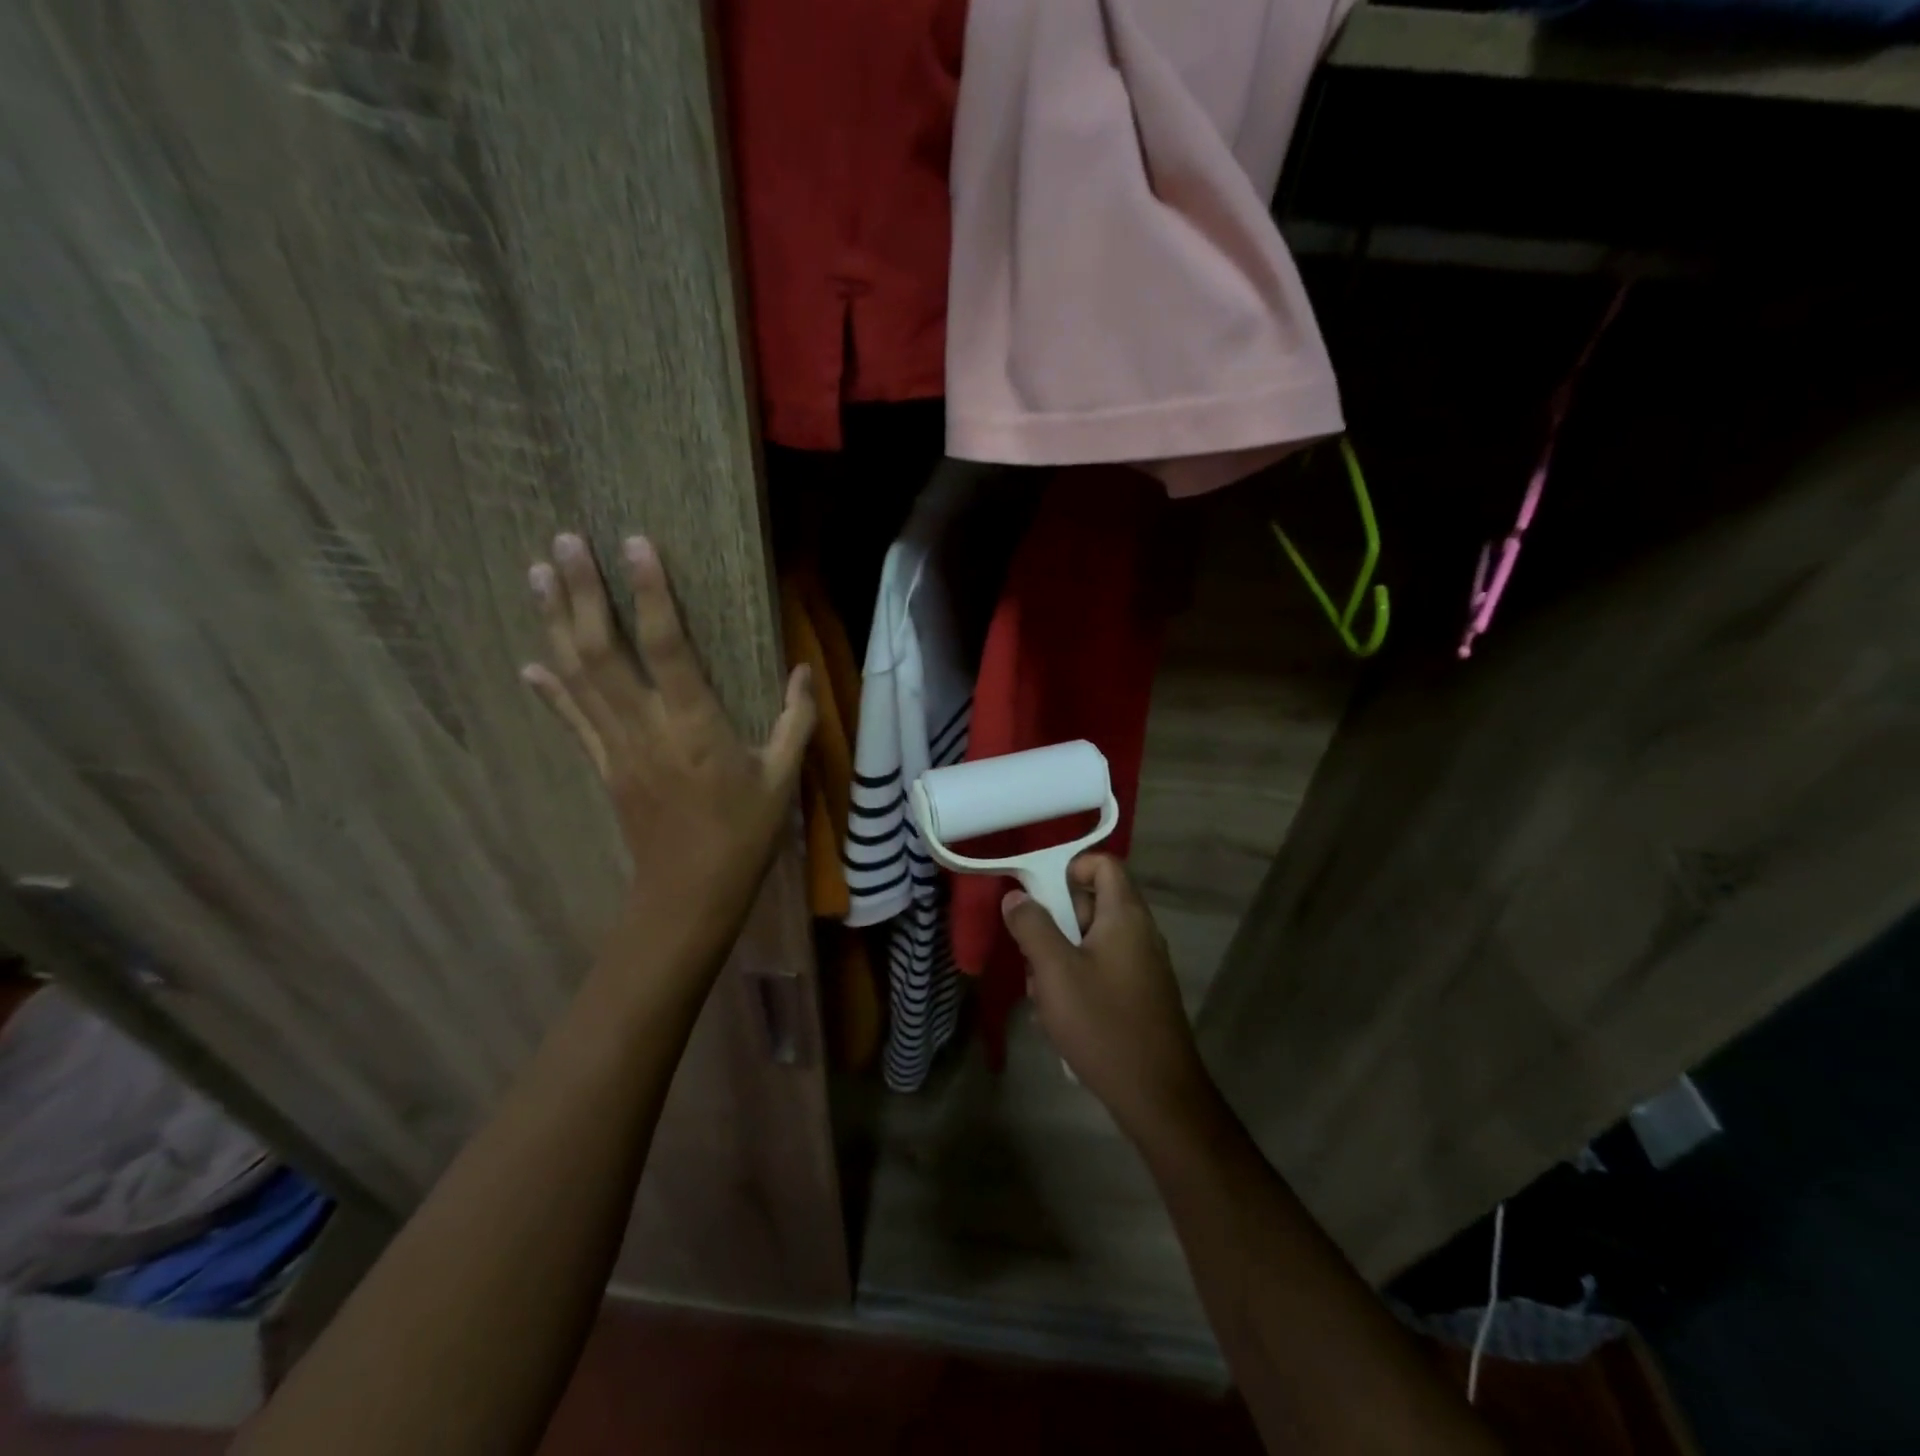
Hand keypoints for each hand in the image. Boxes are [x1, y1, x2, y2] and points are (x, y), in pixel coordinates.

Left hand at [521, 532, 814, 975]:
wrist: (690, 892)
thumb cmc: (745, 834)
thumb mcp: (784, 778)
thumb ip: (795, 720)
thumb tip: (802, 671)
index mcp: (695, 726)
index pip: (666, 646)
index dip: (649, 593)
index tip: (634, 543)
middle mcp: (646, 728)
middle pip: (603, 651)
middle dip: (582, 593)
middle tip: (564, 540)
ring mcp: (616, 748)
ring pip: (578, 677)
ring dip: (555, 623)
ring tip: (539, 574)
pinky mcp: (603, 767)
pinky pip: (571, 720)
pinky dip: (549, 689)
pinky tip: (528, 661)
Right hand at [1001, 855, 1219, 1147]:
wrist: (1157, 1096)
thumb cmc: (1103, 1023)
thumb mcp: (1055, 971)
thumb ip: (1032, 926)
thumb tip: (1016, 896)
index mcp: (1125, 915)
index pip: (1102, 864)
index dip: (1068, 868)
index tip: (1037, 896)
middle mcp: (1139, 932)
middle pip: (1090, 904)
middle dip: (1053, 925)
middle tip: (1031, 957)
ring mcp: (1142, 966)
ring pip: (1089, 942)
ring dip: (1059, 961)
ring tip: (1043, 997)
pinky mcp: (1139, 995)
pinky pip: (1100, 971)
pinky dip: (1076, 983)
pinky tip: (1060, 1019)